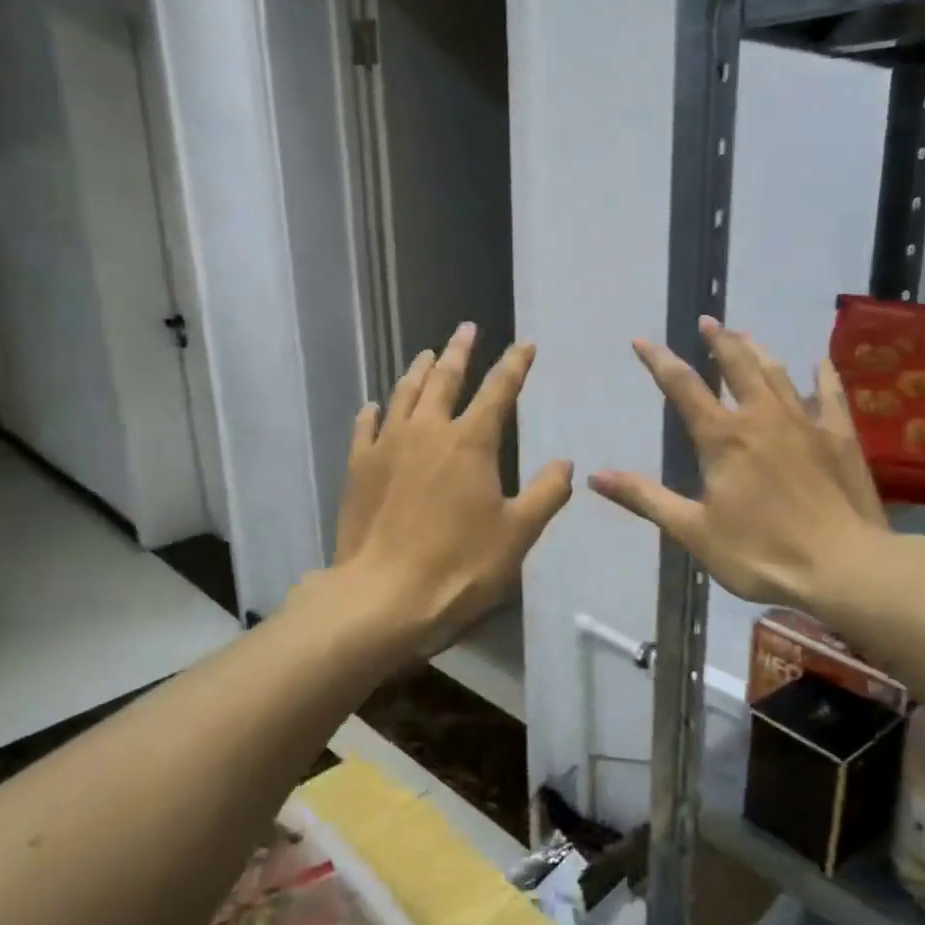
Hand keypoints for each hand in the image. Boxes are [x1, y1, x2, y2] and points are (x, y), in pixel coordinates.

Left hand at [325, 323, 572, 664]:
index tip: (524, 344)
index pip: (499, 390)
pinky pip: (366, 428)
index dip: (514, 364)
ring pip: (404, 394)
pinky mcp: (358, 467)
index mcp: (470, 442)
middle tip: (466, 329)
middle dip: (459, 351)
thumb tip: (566, 463)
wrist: (383, 595)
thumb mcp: (517, 534)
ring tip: (427, 354)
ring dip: (418, 371)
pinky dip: (374, 412)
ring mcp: (387, 446)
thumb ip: (546, 494)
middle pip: (445, 379)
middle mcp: (427, 431)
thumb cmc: (459, 566)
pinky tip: (374, 406)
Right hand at [590, 317, 898, 625]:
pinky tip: (819, 362)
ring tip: (745, 334)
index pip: (683, 388)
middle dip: (718, 342)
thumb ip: (645, 498)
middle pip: (736, 366)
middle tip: (707, 321)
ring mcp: (805, 423)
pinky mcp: (839, 438)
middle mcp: (762, 418)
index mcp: (723, 438)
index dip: (659, 361)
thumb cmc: (761, 553)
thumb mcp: (693, 530)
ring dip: (758, 350)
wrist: (845, 567)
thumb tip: (595, 476)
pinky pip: (829, 395)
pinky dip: (822, 376)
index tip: (642, 340)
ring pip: (778, 373)